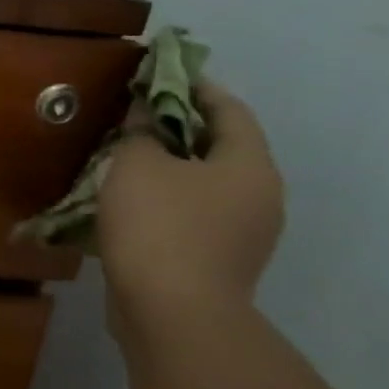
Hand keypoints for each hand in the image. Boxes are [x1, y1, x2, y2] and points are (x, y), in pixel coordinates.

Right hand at [98, 82, 283, 340]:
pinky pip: (194, 216)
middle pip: (222, 148)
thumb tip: (146, 113)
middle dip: (180, 129)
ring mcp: (243, 235)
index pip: (230, 110)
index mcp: (250, 166)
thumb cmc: (160, 226)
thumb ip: (142, 132)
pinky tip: (131, 203)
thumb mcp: (138, 165)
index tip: (163, 73)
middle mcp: (259, 197)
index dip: (196, 87)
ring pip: (206, 185)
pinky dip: (168, 201)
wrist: (172, 314)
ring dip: (172, 168)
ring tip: (129, 158)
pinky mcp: (218, 263)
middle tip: (139, 116)